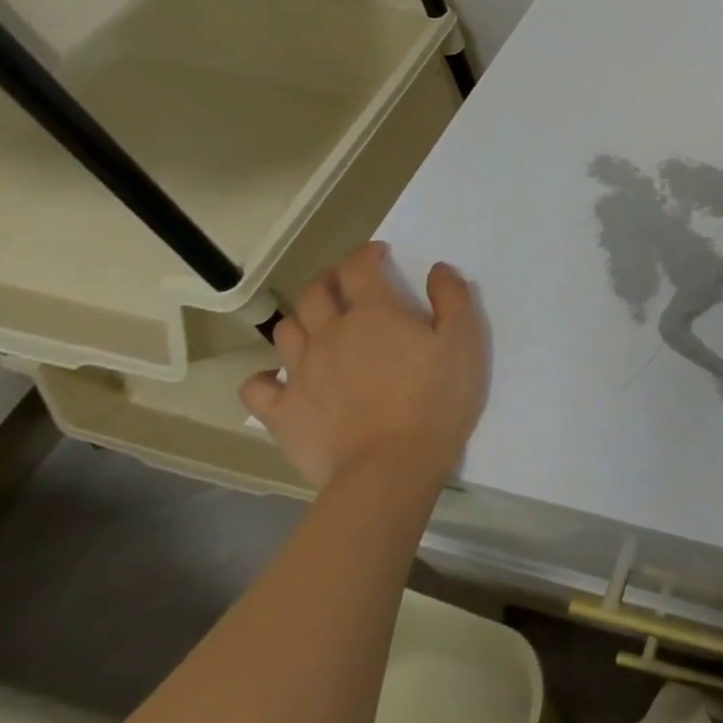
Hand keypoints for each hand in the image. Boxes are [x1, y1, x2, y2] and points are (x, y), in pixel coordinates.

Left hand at [241, 242, 488, 491]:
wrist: (390, 468)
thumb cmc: (436, 398)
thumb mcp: (465, 340)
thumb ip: (453, 297)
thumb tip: (437, 270)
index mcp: (375, 312)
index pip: (358, 267)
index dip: (367, 254)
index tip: (380, 254)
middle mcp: (330, 333)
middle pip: (315, 293)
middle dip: (330, 280)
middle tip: (348, 285)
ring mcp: (299, 373)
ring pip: (286, 331)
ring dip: (302, 320)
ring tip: (320, 327)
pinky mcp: (281, 413)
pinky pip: (257, 386)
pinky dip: (266, 377)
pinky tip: (282, 380)